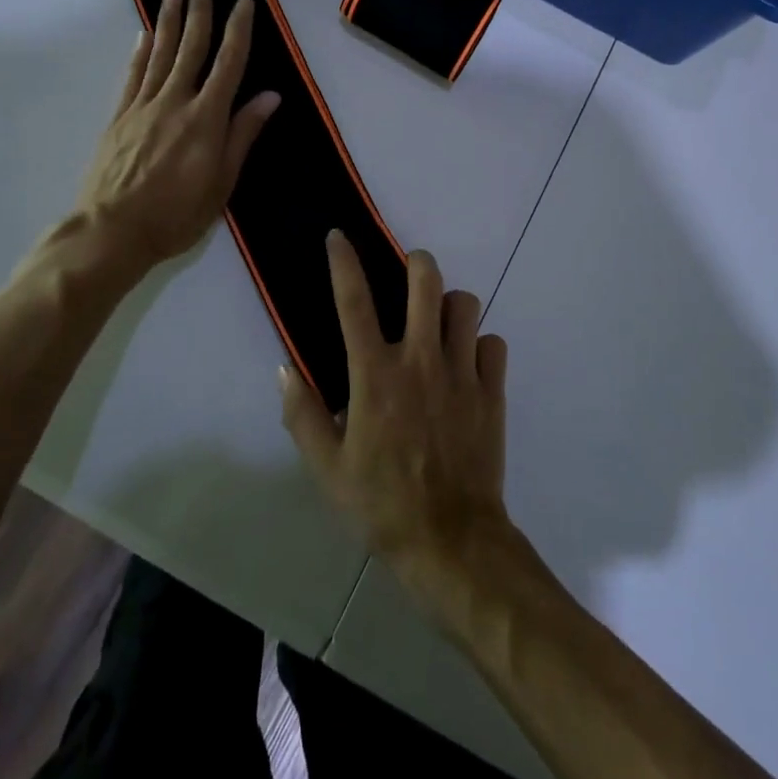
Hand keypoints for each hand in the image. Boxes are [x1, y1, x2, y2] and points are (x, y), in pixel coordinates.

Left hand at [81, 0, 281, 279]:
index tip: (243, 0)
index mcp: (206, 118)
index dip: (238, 29)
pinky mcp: (120, 117)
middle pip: (191, 47)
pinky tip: (145, 34)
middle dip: (200, 9)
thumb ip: (243, 134)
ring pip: (160, 53)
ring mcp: (143, 106)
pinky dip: (141, 51)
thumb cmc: (177, 214)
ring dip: (169, 20)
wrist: (112, 231)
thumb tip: (270, 96)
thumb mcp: (223, 182)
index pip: (228, 63)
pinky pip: (133, 75)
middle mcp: (175, 101)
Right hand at [280, 233, 512, 618]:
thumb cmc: (382, 505)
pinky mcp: (493, 391)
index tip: (338, 236)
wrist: (451, 542)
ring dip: (450, 305)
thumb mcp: (327, 469)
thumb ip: (302, 415)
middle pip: (426, 281)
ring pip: (465, 305)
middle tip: (409, 272)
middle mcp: (420, 360)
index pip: (354, 302)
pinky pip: (493, 344)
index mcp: (375, 376)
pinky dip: (480, 346)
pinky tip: (468, 365)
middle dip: (417, 262)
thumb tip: (284, 368)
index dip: (343, 262)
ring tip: (439, 323)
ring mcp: (462, 372)